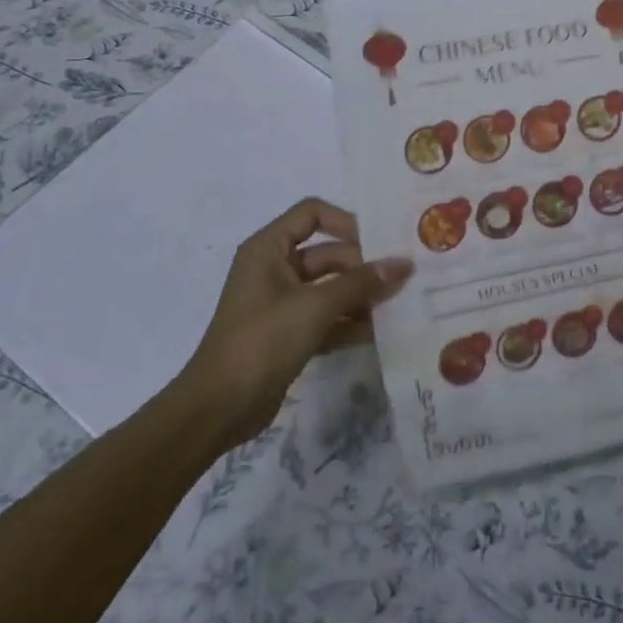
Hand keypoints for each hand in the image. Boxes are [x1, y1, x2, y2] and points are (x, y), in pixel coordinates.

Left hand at [185, 198, 411, 448]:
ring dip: (359, 296)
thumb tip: (404, 264)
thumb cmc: (263, 340)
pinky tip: (377, 333)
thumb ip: (361, 283)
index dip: (345, 222)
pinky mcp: (287, 334)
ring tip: (396, 306)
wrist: (218, 408)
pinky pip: (325, 317)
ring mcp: (280, 303)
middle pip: (327, 253)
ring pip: (329, 288)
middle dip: (361, 267)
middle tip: (399, 281)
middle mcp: (274, 269)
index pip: (312, 214)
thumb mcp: (315, 306)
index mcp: (269, 248)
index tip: (378, 242)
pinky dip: (348, 322)